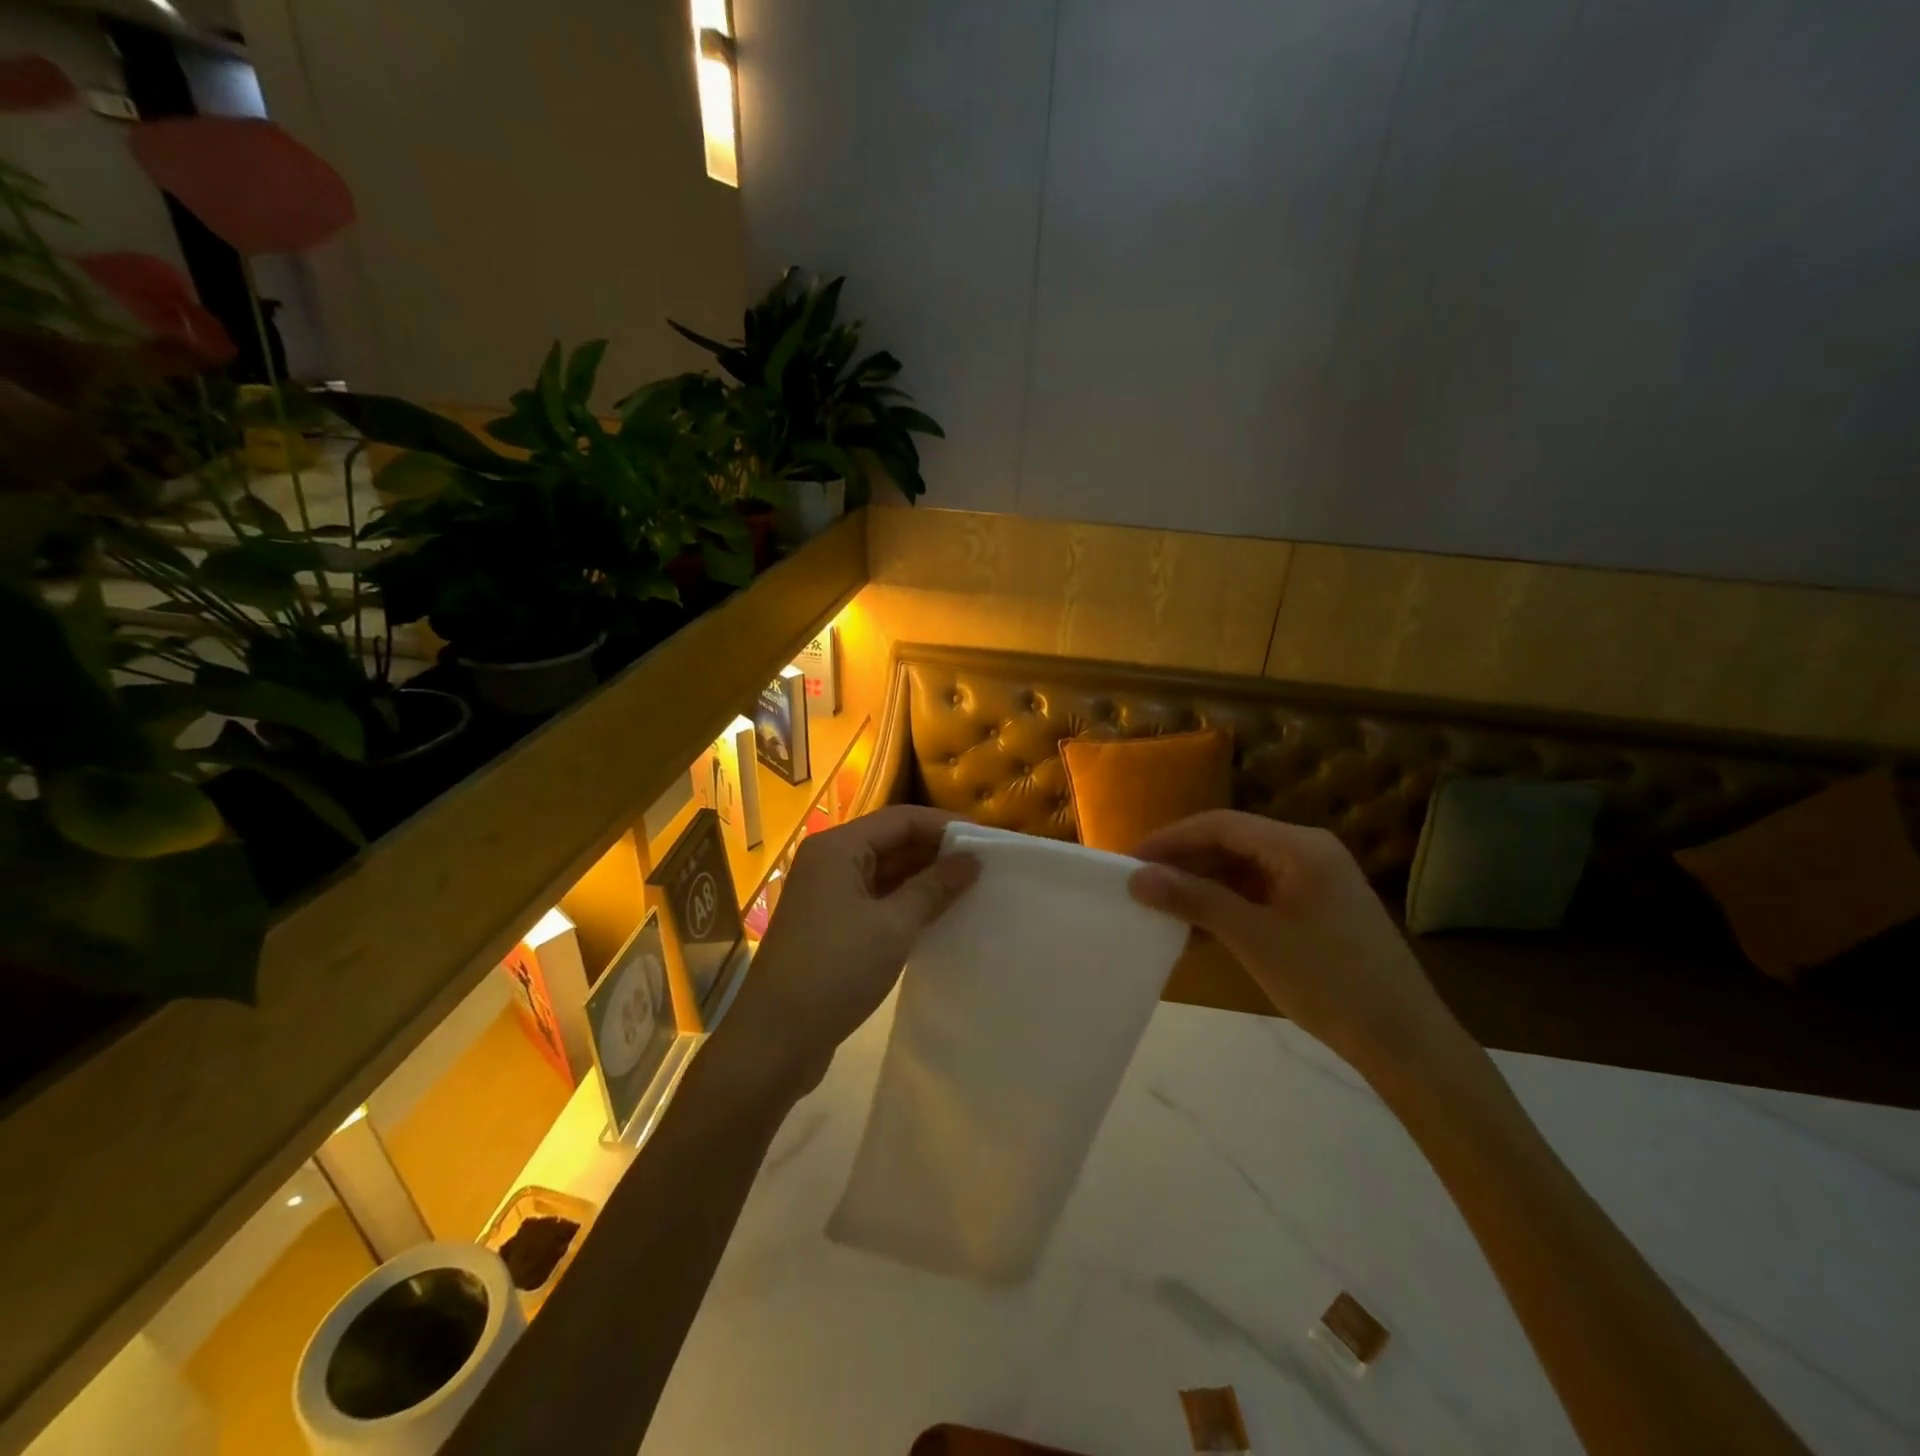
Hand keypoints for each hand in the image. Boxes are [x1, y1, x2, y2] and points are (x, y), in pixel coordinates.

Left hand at [724, 806, 979, 1096]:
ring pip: (885, 874)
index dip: (945, 825)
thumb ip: (934, 888)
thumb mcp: (893, 927)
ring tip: (970, 890)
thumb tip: (971, 860)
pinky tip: (938, 917)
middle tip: (985, 867)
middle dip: (936, 852)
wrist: (775, 1040)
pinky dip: (906, 904)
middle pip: (891, 842)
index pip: (901, 819)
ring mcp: (827, 896)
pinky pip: (876, 901)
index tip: (987, 840)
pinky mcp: (830, 927)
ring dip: (923, 880)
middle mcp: (829, 862)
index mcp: (838, 848)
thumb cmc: (835, 970)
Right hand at [1127, 810, 1464, 1083]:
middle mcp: (1308, 852)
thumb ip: (1194, 900)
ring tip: (1162, 909)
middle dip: (1185, 863)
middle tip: (1141, 886)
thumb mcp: (1252, 938)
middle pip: (1232, 844)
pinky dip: (1227, 909)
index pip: (1221, 824)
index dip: (1171, 838)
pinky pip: (1260, 896)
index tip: (1130, 860)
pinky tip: (1198, 932)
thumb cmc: (1328, 981)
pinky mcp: (1317, 910)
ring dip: (1203, 888)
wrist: (1405, 1043)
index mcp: (1299, 846)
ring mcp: (1315, 882)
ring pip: (1243, 872)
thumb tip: (1137, 877)